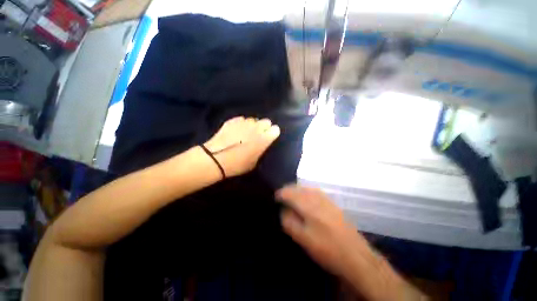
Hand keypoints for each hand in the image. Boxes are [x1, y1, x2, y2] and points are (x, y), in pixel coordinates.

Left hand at [203, 117, 279, 176]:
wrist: (216, 158)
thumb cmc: (238, 164)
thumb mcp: (254, 161)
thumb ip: (260, 150)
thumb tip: (260, 144)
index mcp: (264, 139)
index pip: (275, 129)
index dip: (272, 133)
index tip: (269, 137)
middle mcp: (257, 128)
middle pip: (266, 121)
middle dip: (264, 127)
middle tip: (258, 134)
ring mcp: (244, 122)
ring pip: (253, 120)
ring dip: (252, 125)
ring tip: (246, 132)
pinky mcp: (233, 120)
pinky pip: (242, 120)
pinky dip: (241, 124)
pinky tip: (236, 131)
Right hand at [276, 185, 370, 277]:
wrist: (356, 255)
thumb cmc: (327, 249)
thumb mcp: (303, 238)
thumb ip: (289, 221)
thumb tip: (283, 209)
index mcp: (308, 205)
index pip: (290, 192)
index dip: (280, 194)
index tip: (275, 198)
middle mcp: (317, 197)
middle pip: (298, 187)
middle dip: (288, 190)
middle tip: (281, 197)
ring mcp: (326, 199)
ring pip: (306, 188)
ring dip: (297, 190)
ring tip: (291, 196)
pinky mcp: (332, 203)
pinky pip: (315, 191)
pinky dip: (306, 192)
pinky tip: (305, 198)